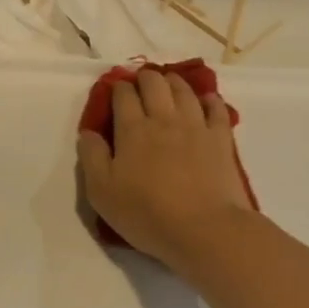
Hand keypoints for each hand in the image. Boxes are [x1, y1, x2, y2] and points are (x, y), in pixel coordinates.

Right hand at [78, 70, 256, 272]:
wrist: (204, 229)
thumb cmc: (147, 213)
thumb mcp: (102, 192)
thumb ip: (92, 157)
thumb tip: (88, 132)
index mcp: (132, 130)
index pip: (123, 95)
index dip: (118, 88)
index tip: (115, 89)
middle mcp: (164, 119)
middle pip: (154, 84)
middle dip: (145, 78)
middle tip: (140, 83)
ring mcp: (196, 126)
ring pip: (184, 91)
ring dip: (173, 82)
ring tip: (168, 84)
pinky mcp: (221, 139)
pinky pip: (217, 109)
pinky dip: (210, 100)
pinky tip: (206, 100)